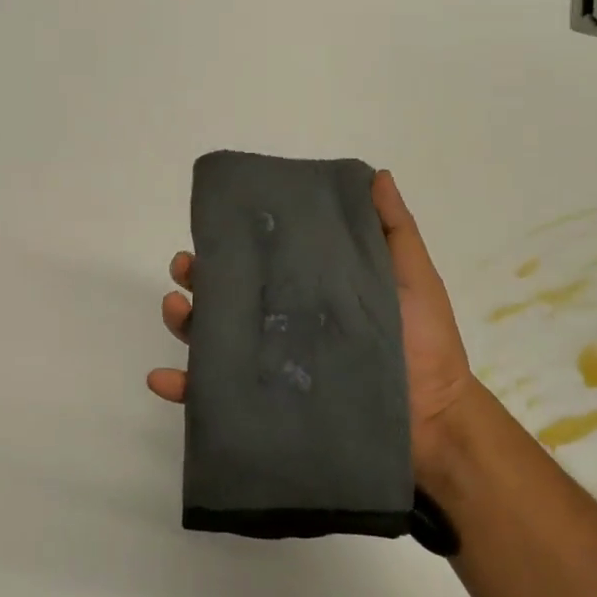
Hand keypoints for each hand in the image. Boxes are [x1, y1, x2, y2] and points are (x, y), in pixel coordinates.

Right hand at [147, 169, 484, 486]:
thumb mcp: (412, 278)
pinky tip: (162, 379)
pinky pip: (214, 399)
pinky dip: (182, 388)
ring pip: (212, 341)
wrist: (434, 422)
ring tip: (174, 309)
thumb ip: (393, 231)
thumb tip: (375, 174)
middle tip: (185, 269)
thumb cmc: (424, 344)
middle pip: (227, 297)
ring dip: (183, 322)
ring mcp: (271, 368)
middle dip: (197, 278)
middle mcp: (283, 326)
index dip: (233, 244)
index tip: (213, 227)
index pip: (262, 263)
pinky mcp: (266, 408)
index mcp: (309, 294)